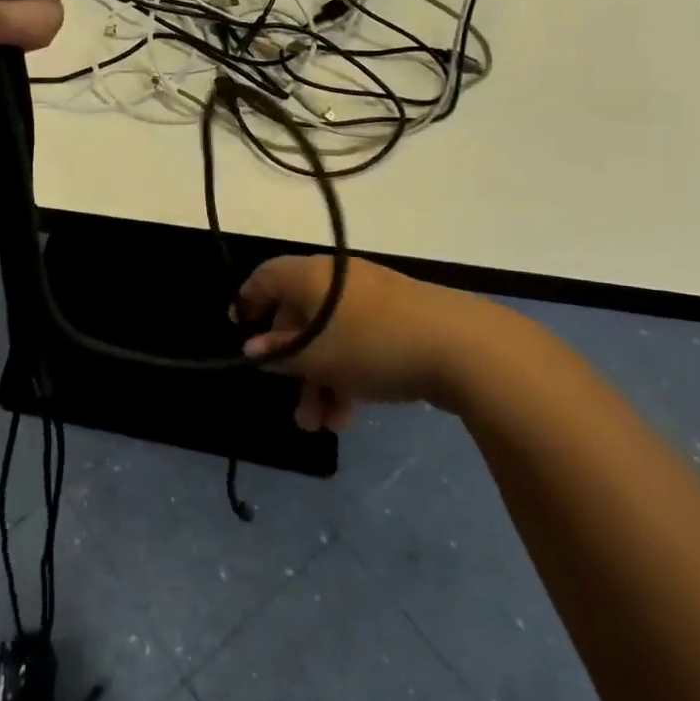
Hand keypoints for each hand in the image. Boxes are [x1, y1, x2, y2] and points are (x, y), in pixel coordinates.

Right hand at [236, 256, 473, 431]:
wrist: (460, 346)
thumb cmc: (371, 344)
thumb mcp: (316, 357)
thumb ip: (280, 354)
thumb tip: (255, 349)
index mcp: (312, 275)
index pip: (266, 277)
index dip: (248, 301)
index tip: (239, 330)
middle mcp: (338, 279)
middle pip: (300, 315)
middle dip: (292, 364)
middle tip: (291, 403)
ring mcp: (372, 299)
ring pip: (331, 338)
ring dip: (320, 381)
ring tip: (321, 425)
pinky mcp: (399, 321)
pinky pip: (359, 344)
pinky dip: (348, 375)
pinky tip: (349, 416)